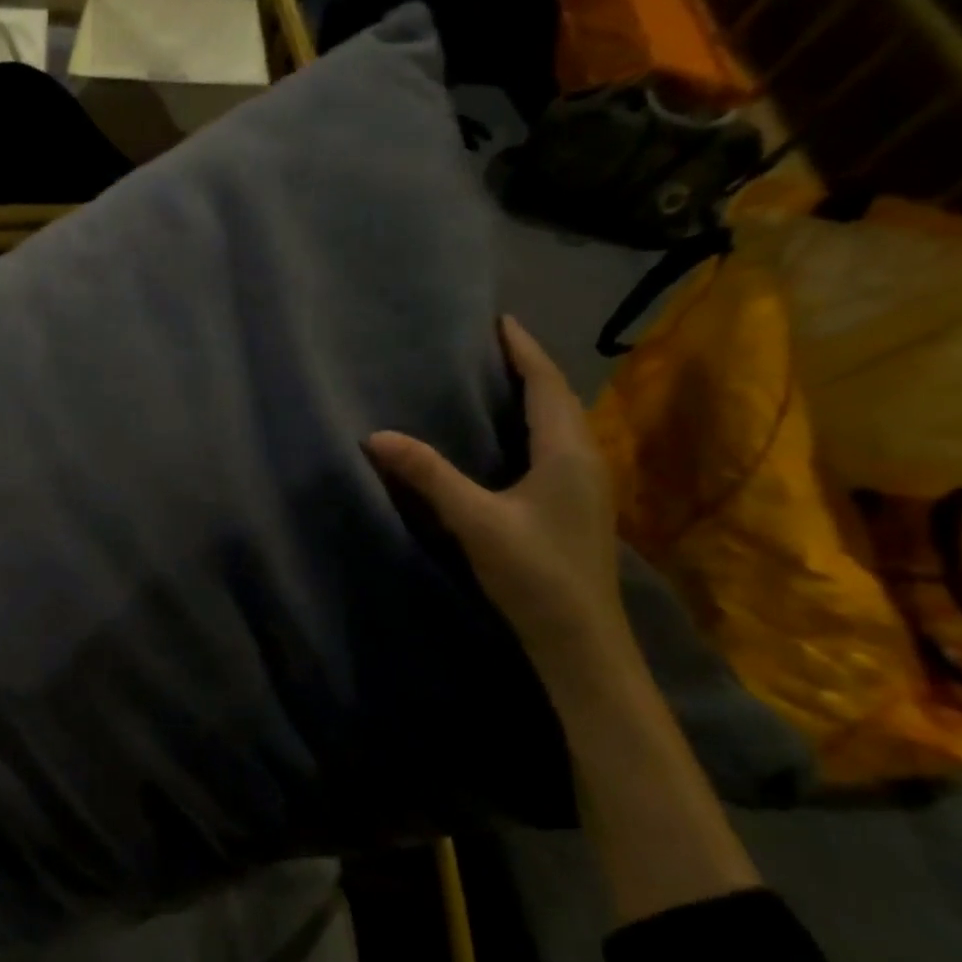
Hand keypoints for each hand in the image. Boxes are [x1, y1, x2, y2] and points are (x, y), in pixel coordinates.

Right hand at [367, 317, 626, 662]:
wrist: (582, 641)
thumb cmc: (534, 572)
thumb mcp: (475, 520)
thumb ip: (428, 475)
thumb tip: (375, 436)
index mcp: (566, 450)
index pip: (545, 383)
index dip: (523, 349)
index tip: (499, 319)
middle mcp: (584, 458)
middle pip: (558, 397)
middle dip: (528, 366)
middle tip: (490, 345)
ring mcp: (585, 485)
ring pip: (559, 423)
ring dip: (533, 395)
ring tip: (496, 380)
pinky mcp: (576, 506)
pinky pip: (556, 445)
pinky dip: (533, 425)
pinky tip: (509, 438)